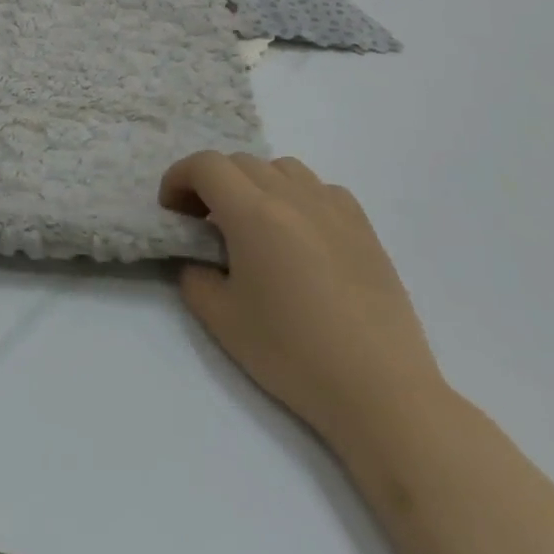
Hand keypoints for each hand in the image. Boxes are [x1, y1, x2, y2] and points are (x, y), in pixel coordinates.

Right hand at [160, 152, 443, 449]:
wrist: (381, 391)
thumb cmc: (293, 354)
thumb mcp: (220, 319)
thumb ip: (194, 276)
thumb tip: (200, 260)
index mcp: (253, 213)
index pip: (205, 165)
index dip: (178, 178)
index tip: (172, 210)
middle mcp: (293, 197)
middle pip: (239, 162)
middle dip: (211, 183)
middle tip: (203, 221)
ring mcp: (334, 209)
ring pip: (281, 168)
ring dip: (254, 184)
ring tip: (252, 223)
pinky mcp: (364, 228)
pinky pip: (320, 188)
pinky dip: (296, 196)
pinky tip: (298, 233)